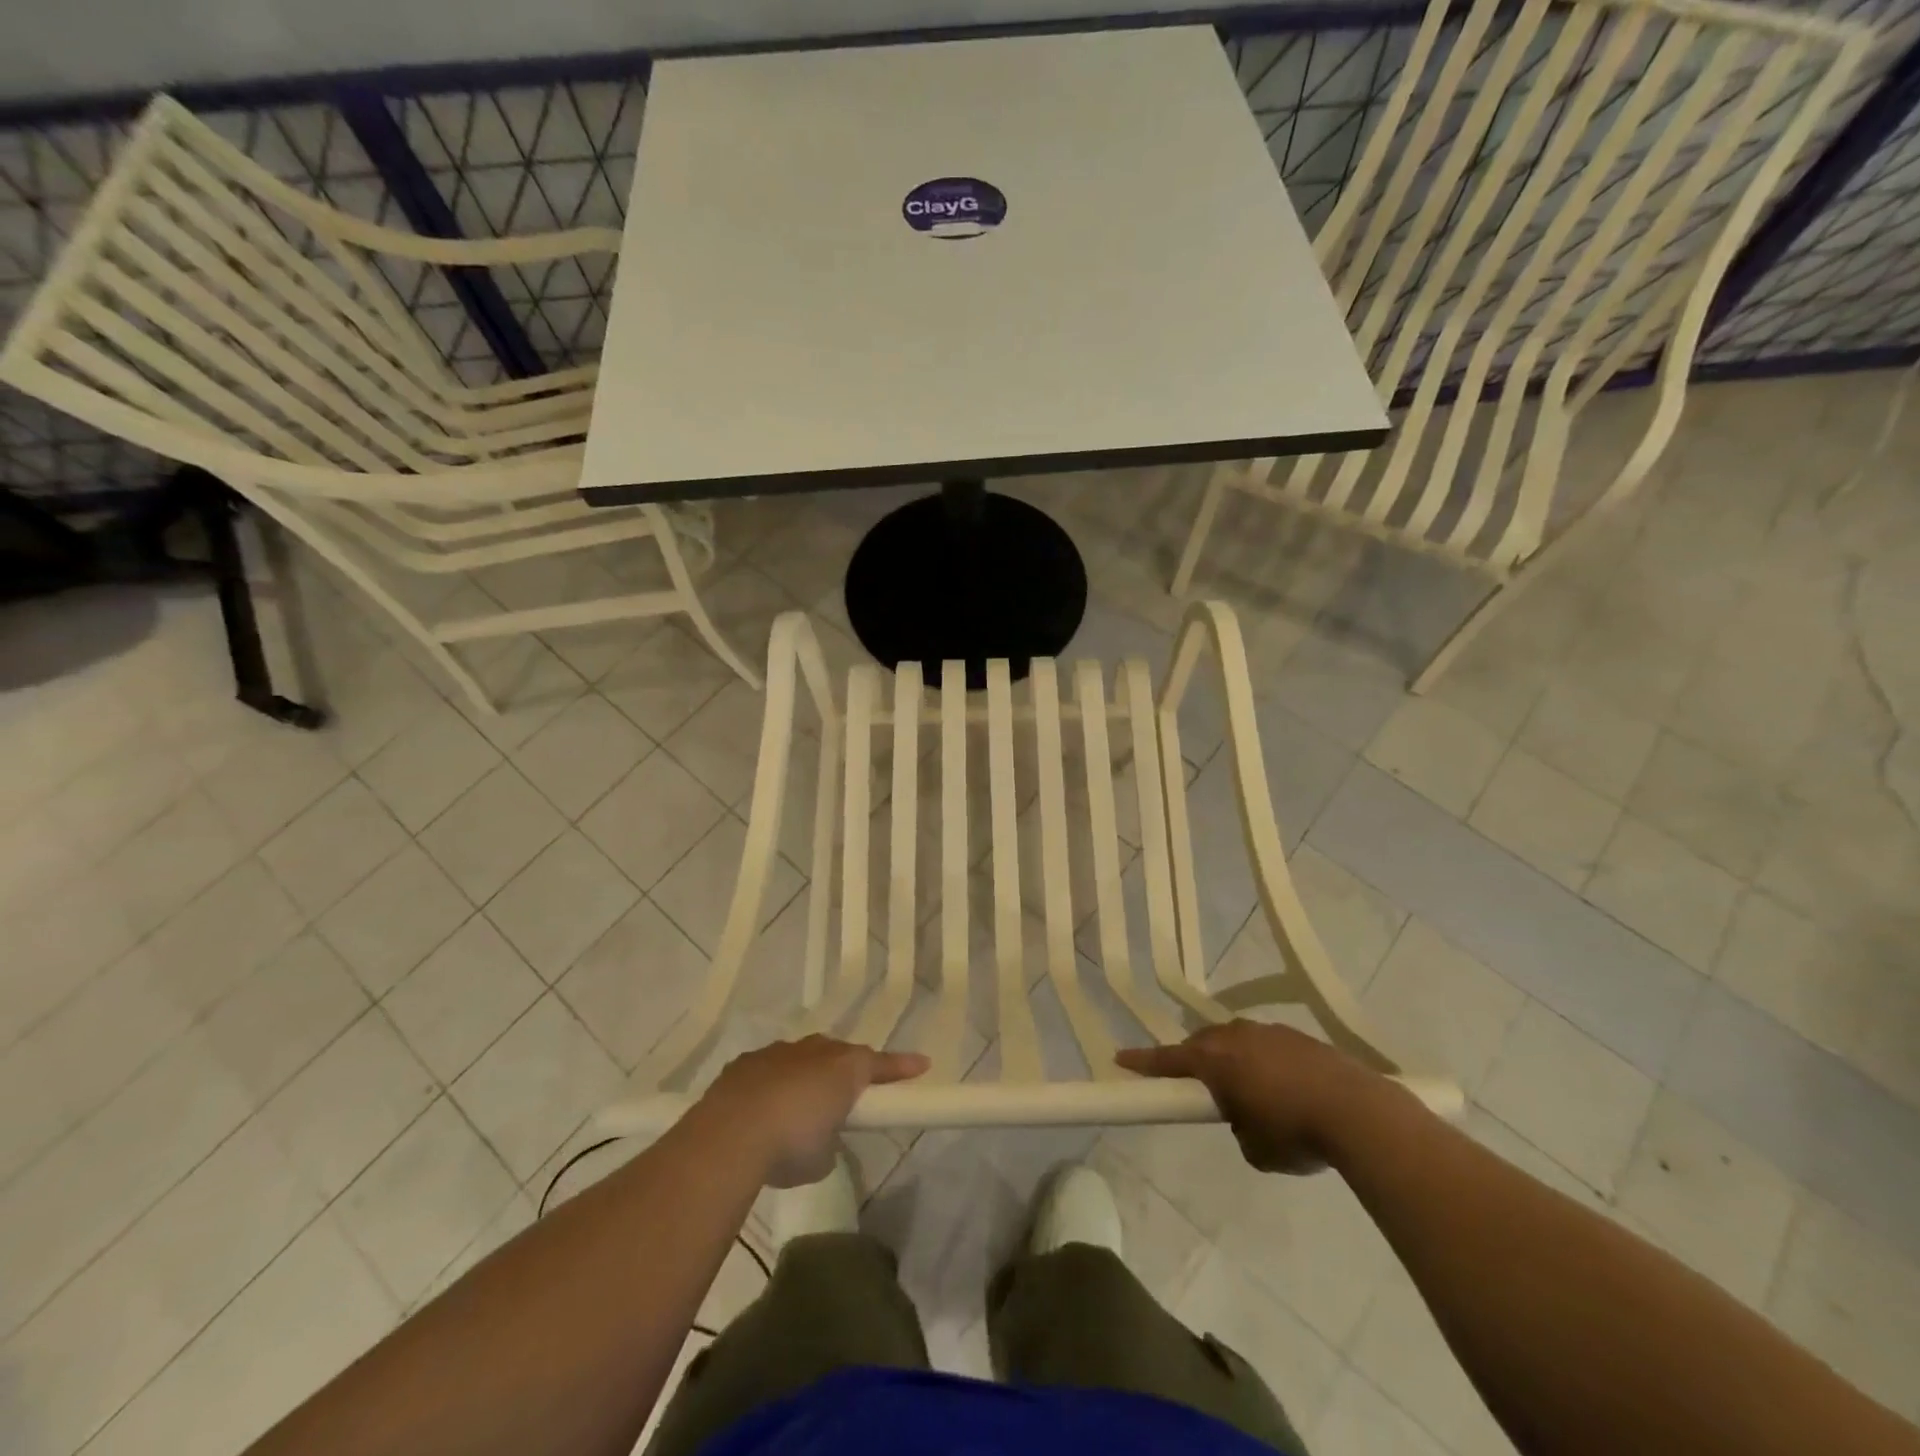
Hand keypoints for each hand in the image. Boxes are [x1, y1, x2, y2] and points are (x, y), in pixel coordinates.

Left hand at [703, 1036, 928, 1186]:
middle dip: (844, 1070)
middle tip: (845, 1095)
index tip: (922, 1064)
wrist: (731, 1133)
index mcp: (844, 1069)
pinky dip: (771, 1084)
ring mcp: (778, 1052)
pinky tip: (760, 1109)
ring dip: (804, 1076)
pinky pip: (768, 1068)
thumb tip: (820, 1139)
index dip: (901, 1067)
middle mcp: (815, 1051)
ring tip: (795, 1108)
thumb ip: (829, 1141)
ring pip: (801, 1057)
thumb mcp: (823, 1157)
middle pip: (838, 1054)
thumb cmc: (791, 1145)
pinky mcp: (746, 1062)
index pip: (880, 1064)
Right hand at [1117, 1021, 1381, 1173]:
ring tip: (1247, 1089)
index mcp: (1216, 1060)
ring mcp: (1269, 1032)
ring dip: (1232, 1059)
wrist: (1359, 1112)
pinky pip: (1266, 1045)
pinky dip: (1264, 1062)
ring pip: (1236, 1040)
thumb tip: (1246, 1116)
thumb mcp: (1255, 1149)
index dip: (1143, 1062)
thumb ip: (1238, 1126)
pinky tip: (1284, 1087)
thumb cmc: (1295, 1132)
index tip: (1120, 1058)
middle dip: (1195, 1060)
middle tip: (1198, 1085)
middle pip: (1202, 1043)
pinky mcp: (1298, 1036)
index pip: (1168, 1059)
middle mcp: (1236, 1037)